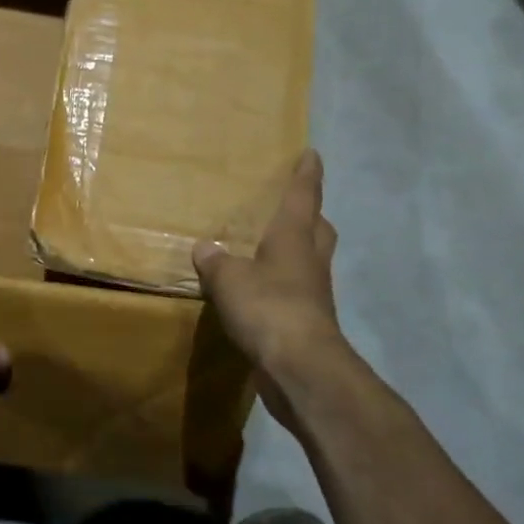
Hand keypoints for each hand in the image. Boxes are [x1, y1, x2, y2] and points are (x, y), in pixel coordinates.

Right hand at [194, 150, 355, 429]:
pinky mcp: (307, 324)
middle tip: (295, 206)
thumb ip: (216, 262)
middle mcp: (309, 261)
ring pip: (310, 262)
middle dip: (311, 215)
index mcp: (294, 239)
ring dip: (298, 252)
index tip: (312, 154)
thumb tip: (205, 248)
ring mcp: (313, 295)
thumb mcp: (229, 279)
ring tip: (271, 249)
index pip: (304, 197)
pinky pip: (296, 295)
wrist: (300, 368)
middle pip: (318, 230)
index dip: (307, 175)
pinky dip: (282, 287)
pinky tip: (261, 293)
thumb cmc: (268, 308)